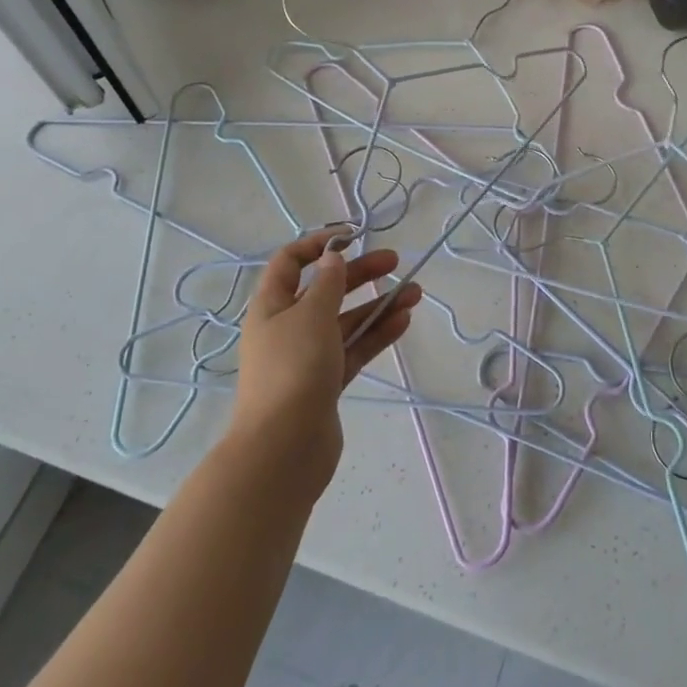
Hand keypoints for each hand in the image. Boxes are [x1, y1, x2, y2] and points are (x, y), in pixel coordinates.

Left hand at [229, 227, 422, 492]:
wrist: (283, 449)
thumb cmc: (293, 370)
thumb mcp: (311, 316)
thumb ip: (328, 285)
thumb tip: (333, 259)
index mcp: (271, 306)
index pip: (290, 262)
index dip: (318, 245)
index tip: (353, 237)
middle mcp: (287, 327)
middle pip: (325, 290)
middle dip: (359, 273)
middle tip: (394, 261)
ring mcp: (307, 357)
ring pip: (346, 321)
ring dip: (377, 305)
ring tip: (415, 293)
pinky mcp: (326, 383)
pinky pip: (354, 349)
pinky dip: (376, 334)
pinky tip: (403, 321)